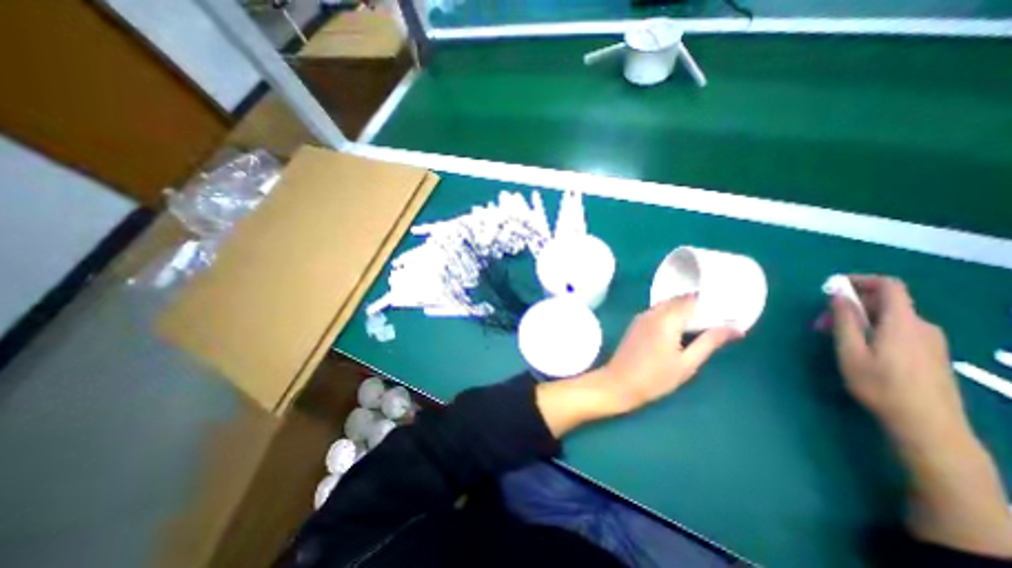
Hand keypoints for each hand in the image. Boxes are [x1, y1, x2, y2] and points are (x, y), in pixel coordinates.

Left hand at [533, 298, 739, 437]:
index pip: (692, 300)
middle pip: (678, 299)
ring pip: (667, 304)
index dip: (710, 302)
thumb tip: (734, 328)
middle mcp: (653, 312)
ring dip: (683, 309)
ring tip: (701, 322)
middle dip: (698, 304)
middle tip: (716, 317)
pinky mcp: (636, 323)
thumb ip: (709, 342)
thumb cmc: (655, 378)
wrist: (618, 383)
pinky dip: (671, 313)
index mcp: (666, 319)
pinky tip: (679, 327)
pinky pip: (657, 311)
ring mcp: (641, 316)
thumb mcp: (687, 364)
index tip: (726, 310)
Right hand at [831, 277, 1011, 556]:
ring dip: (858, 320)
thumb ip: (846, 320)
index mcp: (902, 322)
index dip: (861, 280)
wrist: (927, 425)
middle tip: (820, 323)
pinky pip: (897, 330)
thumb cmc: (880, 386)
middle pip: (884, 302)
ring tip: (833, 337)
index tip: (833, 286)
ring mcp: (930, 341)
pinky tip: (857, 348)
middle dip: (849, 306)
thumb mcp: (851, 351)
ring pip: (889, 318)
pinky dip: (873, 329)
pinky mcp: (930, 354)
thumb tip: (839, 295)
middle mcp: (922, 326)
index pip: (889, 286)